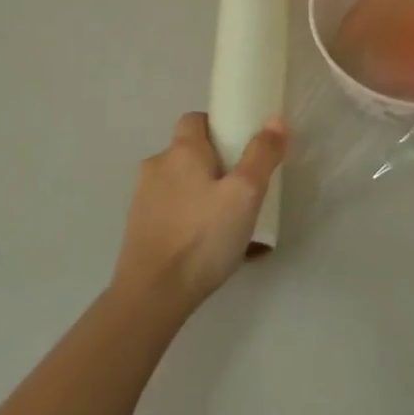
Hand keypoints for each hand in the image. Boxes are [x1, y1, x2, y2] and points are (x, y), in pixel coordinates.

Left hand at [114, 111, 286, 313]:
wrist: (152, 295)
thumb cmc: (203, 237)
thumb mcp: (245, 194)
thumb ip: (262, 154)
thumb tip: (275, 119)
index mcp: (180, 151)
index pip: (196, 119)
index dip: (219, 127)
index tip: (241, 148)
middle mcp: (156, 167)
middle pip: (189, 153)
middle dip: (215, 165)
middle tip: (243, 190)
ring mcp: (142, 199)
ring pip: (181, 184)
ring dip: (202, 194)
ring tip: (229, 224)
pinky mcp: (138, 228)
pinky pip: (172, 212)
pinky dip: (189, 219)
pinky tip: (208, 246)